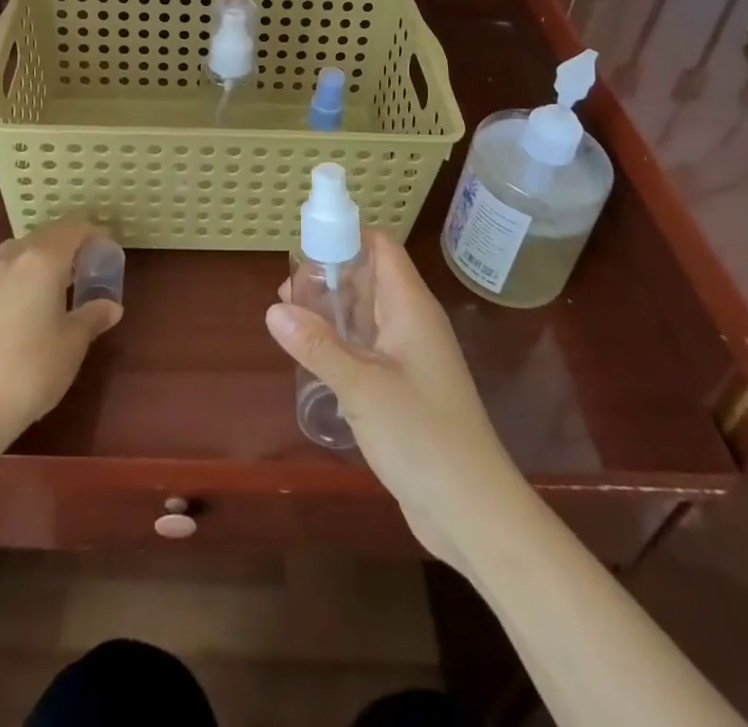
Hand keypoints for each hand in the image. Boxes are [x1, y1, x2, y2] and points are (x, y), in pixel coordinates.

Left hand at [0, 218, 121, 455]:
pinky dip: (22, 276)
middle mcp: (12, 259)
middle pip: (45, 235)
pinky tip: (29, 307)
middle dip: (68, 244)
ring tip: (58, 285)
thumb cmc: (32, 369)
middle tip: (87, 268)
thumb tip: (111, 306)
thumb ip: (93, 316)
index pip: (73, 228)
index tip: (108, 252)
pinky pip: (4, 273)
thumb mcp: (73, 343)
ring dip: (42, 258)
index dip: (94, 234)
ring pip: (20, 251)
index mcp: (42, 260)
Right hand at [266, 229, 526, 572]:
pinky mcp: (404, 387)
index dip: (346, 235)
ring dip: (331, 311)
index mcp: (410, 307)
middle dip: (328, 276)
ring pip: (366, 314)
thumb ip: (317, 345)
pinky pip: (368, 347)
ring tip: (288, 320)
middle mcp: (412, 322)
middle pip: (369, 277)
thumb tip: (274, 309)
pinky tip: (312, 356)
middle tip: (286, 293)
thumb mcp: (361, 386)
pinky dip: (340, 342)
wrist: (472, 511)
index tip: (304, 246)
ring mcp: (410, 356)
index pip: (380, 247)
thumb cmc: (422, 436)